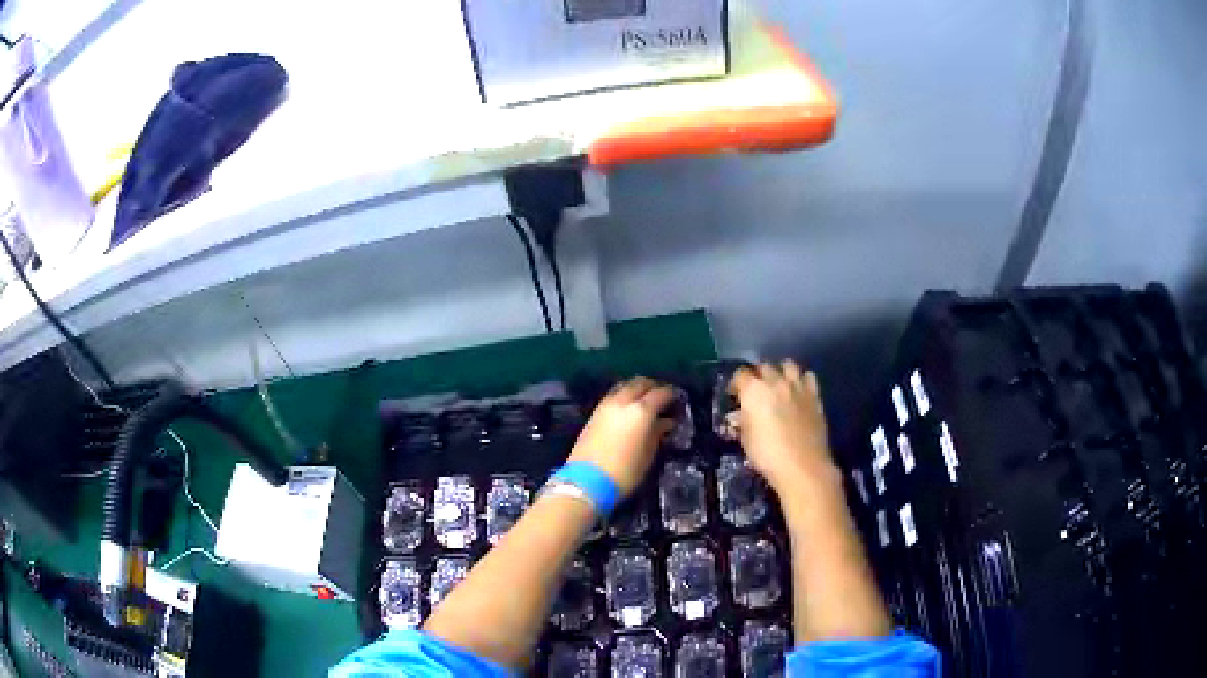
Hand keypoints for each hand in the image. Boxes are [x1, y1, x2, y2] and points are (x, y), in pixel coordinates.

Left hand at [568, 377, 674, 495]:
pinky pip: (613, 395)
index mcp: (641, 410)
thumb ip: (657, 433)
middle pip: (640, 383)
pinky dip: (624, 396)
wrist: (586, 481)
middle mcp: (623, 401)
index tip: (678, 399)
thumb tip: (665, 422)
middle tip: (662, 397)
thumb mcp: (648, 455)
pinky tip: (628, 409)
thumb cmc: (625, 472)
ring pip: (624, 386)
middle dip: (653, 386)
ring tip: (645, 401)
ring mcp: (606, 405)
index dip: (672, 394)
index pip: (661, 393)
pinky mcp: (594, 413)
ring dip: (637, 389)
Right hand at [729, 361, 836, 492]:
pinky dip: (802, 380)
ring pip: (788, 365)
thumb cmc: (768, 455)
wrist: (803, 466)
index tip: (734, 395)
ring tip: (779, 385)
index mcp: (754, 391)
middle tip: (755, 391)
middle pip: (764, 367)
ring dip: (781, 372)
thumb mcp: (746, 440)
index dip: (736, 384)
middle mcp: (776, 382)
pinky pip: (808, 377)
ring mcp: (798, 387)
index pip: (740, 375)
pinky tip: (799, 392)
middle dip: (758, 376)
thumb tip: (738, 415)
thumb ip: (742, 422)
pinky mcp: (815, 396)